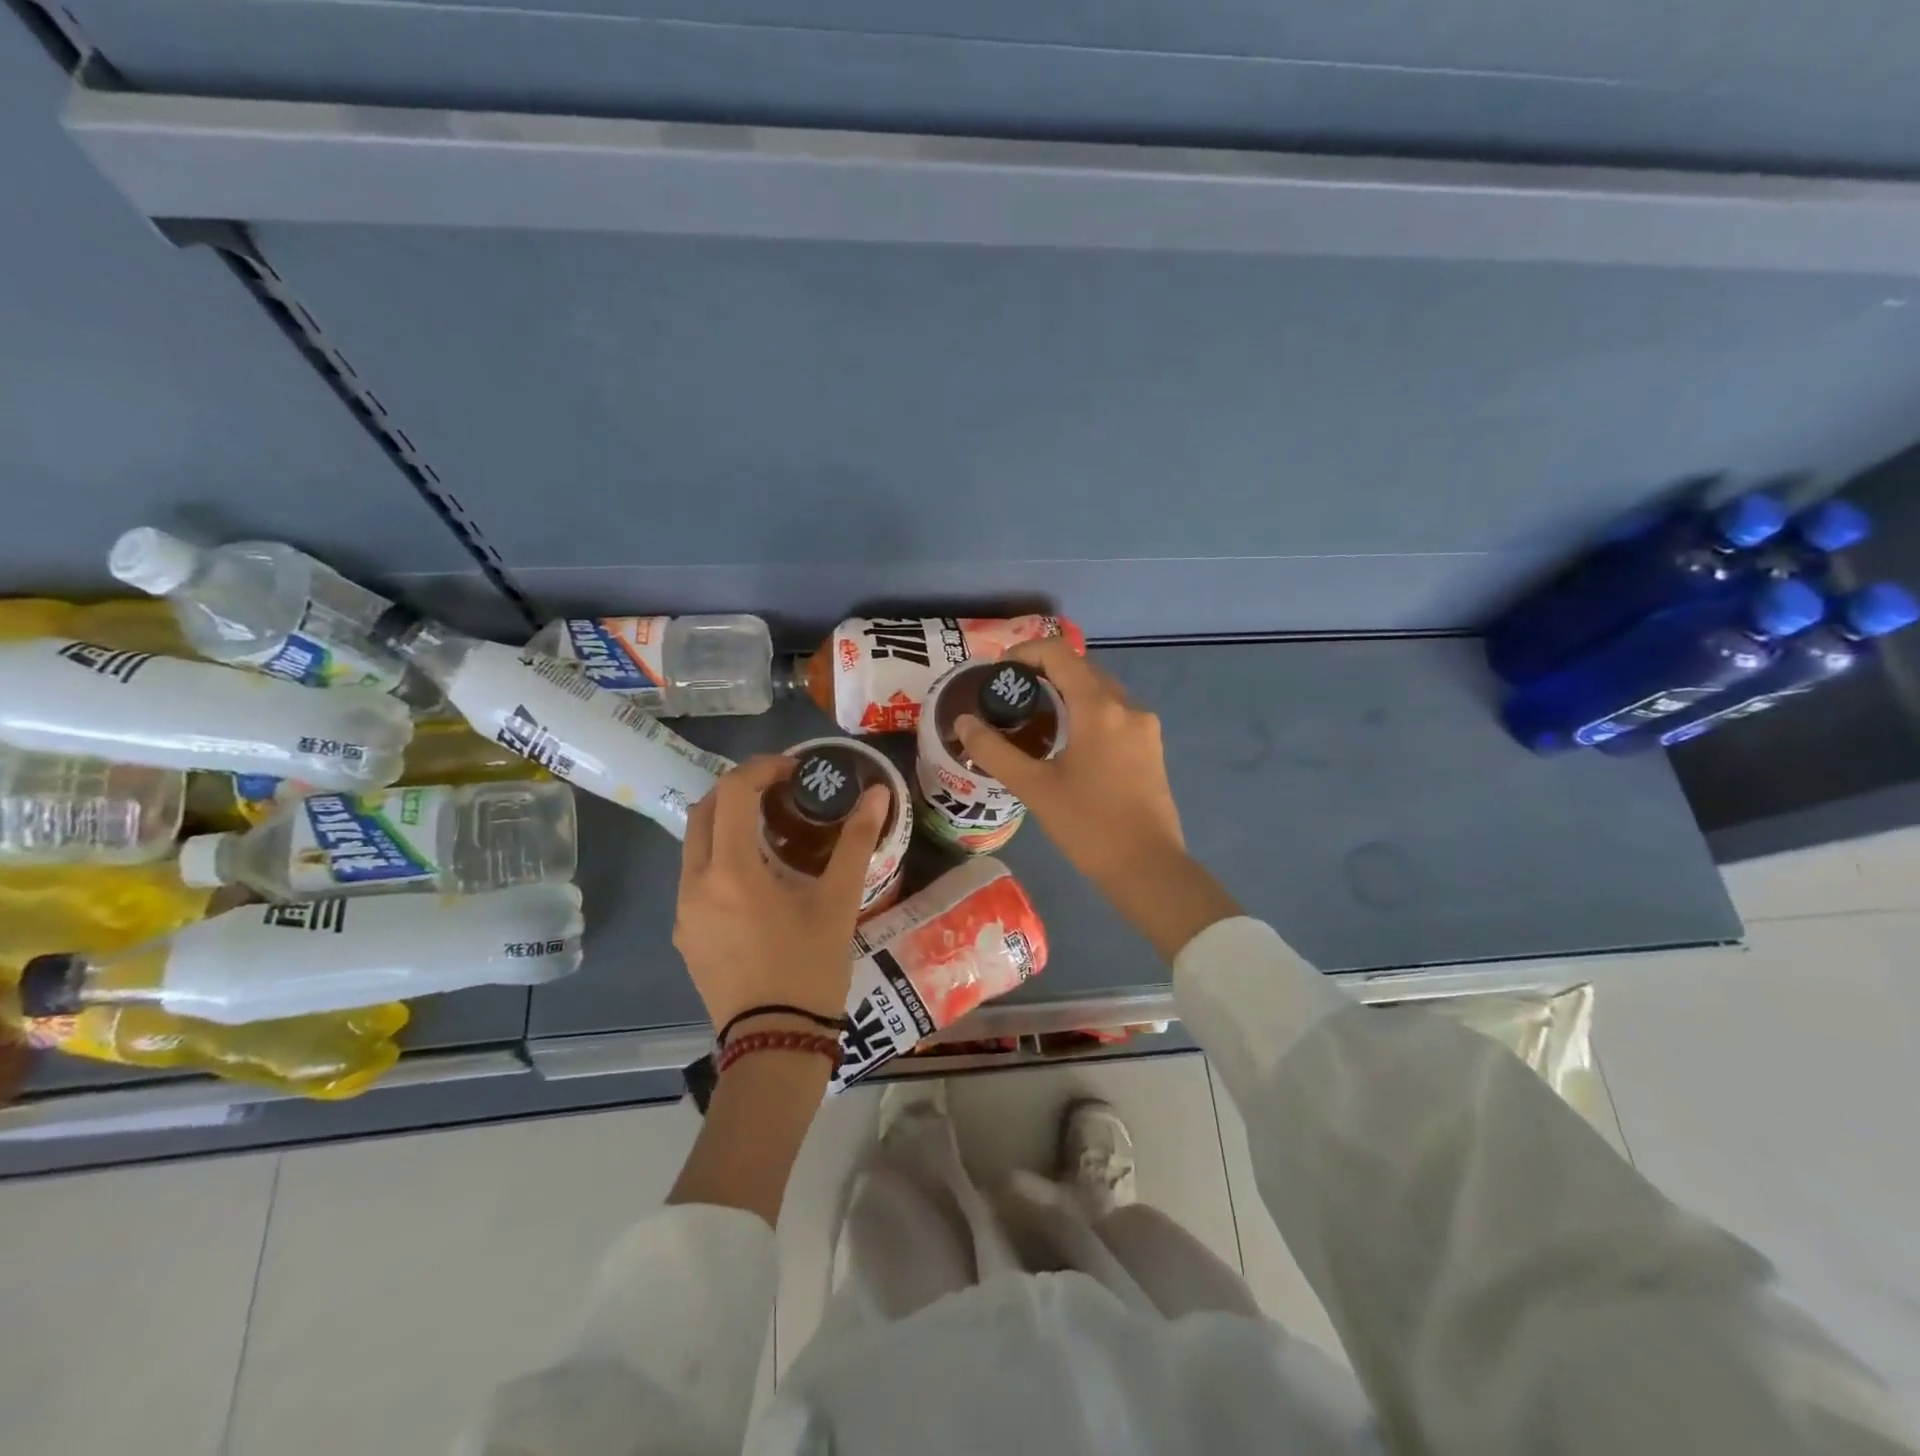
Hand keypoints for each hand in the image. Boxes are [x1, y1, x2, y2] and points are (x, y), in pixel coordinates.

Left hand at [674, 755, 889, 1034]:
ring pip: (694, 845)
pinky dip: (720, 857)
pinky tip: (756, 878)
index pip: (733, 792)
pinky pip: (695, 878)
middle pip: (703, 811)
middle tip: (780, 790)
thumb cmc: (810, 968)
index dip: (762, 768)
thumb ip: (856, 841)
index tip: (794, 769)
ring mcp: (683, 912)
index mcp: (731, 871)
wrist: (776, 1045)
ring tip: (771, 831)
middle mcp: (695, 884)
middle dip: (739, 789)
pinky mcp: (685, 935)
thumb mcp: (838, 902)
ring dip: (727, 823)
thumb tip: (877, 793)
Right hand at [956, 639, 1239, 958]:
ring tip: (1033, 716)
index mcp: (1099, 708)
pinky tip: (1067, 740)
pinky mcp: (1151, 747)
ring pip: (1100, 690)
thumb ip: (994, 750)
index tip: (998, 671)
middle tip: (1009, 695)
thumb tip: (963, 721)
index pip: (1059, 654)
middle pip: (1081, 669)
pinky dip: (1087, 711)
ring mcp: (1145, 727)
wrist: (1148, 868)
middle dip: (1044, 672)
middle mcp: (1127, 706)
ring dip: (1067, 692)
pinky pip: (1114, 713)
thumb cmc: (1088, 826)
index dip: (1025, 653)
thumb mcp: (1034, 787)